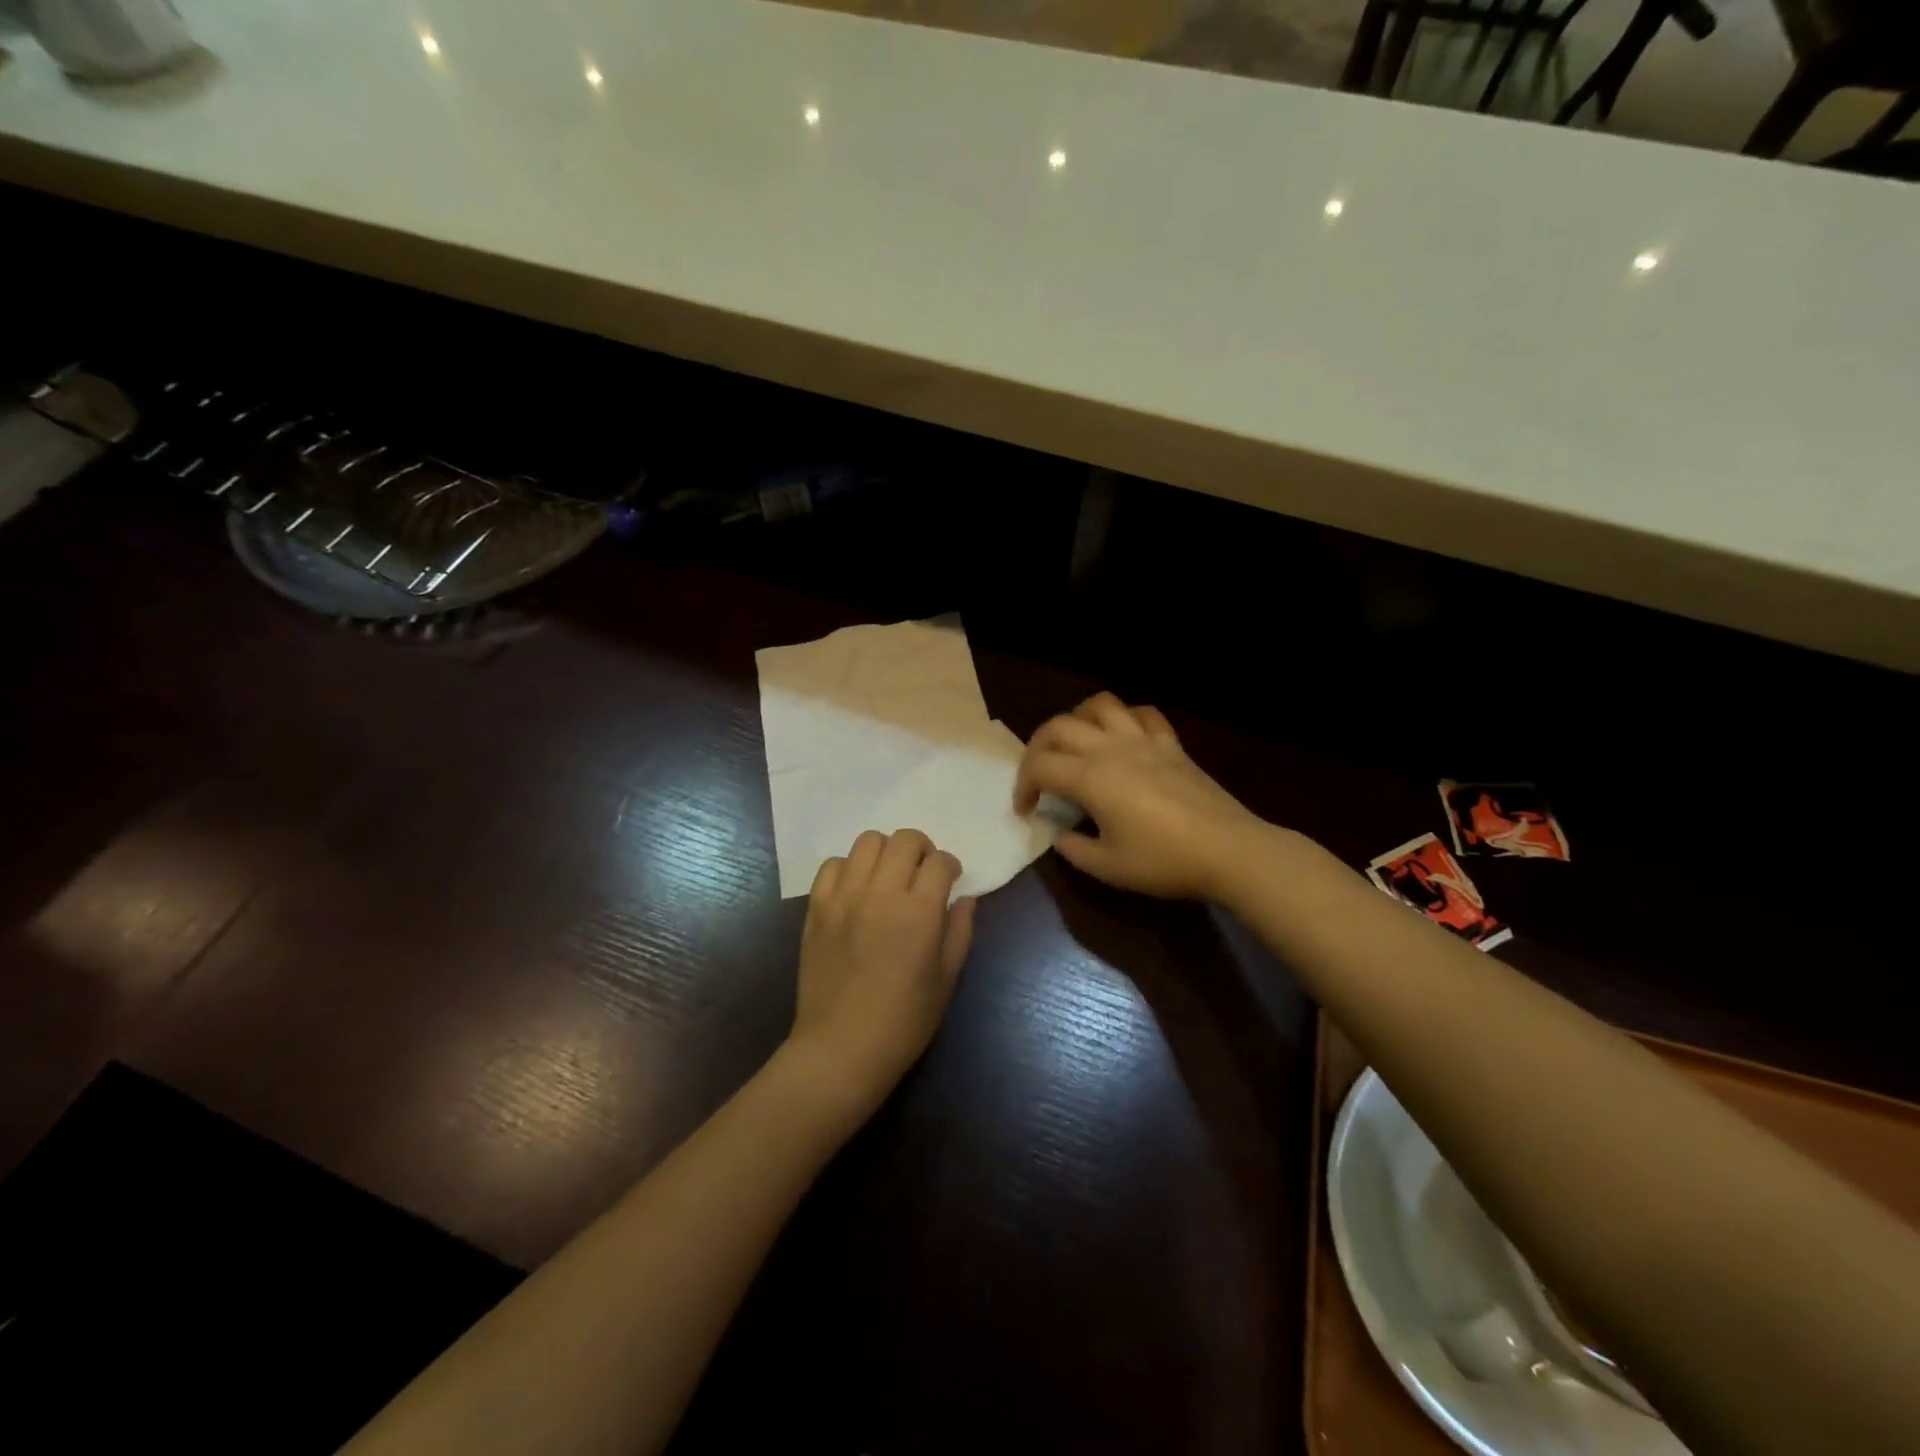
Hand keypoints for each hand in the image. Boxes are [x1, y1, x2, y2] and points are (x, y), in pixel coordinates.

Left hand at [787, 829, 976, 1116]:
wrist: (840, 1049)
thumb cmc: (903, 1022)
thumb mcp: (946, 980)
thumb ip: (959, 931)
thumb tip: (965, 898)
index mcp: (918, 912)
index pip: (939, 861)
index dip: (950, 866)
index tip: (950, 880)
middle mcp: (880, 894)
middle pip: (904, 839)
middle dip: (921, 849)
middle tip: (922, 873)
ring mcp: (843, 897)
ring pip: (867, 842)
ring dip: (886, 852)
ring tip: (889, 876)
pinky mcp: (816, 908)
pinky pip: (832, 864)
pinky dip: (849, 868)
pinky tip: (857, 890)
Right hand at [1014, 692, 1267, 899]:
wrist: (1228, 851)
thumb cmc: (1164, 861)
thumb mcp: (1108, 867)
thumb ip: (1073, 849)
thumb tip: (1060, 834)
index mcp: (1090, 777)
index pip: (1039, 766)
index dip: (1022, 785)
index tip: (1026, 810)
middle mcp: (1110, 748)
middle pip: (1059, 726)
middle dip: (1038, 747)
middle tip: (1039, 775)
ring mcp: (1143, 740)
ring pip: (1099, 706)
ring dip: (1077, 719)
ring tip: (1076, 744)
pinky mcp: (1170, 743)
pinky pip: (1142, 714)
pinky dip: (1124, 718)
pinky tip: (1122, 737)